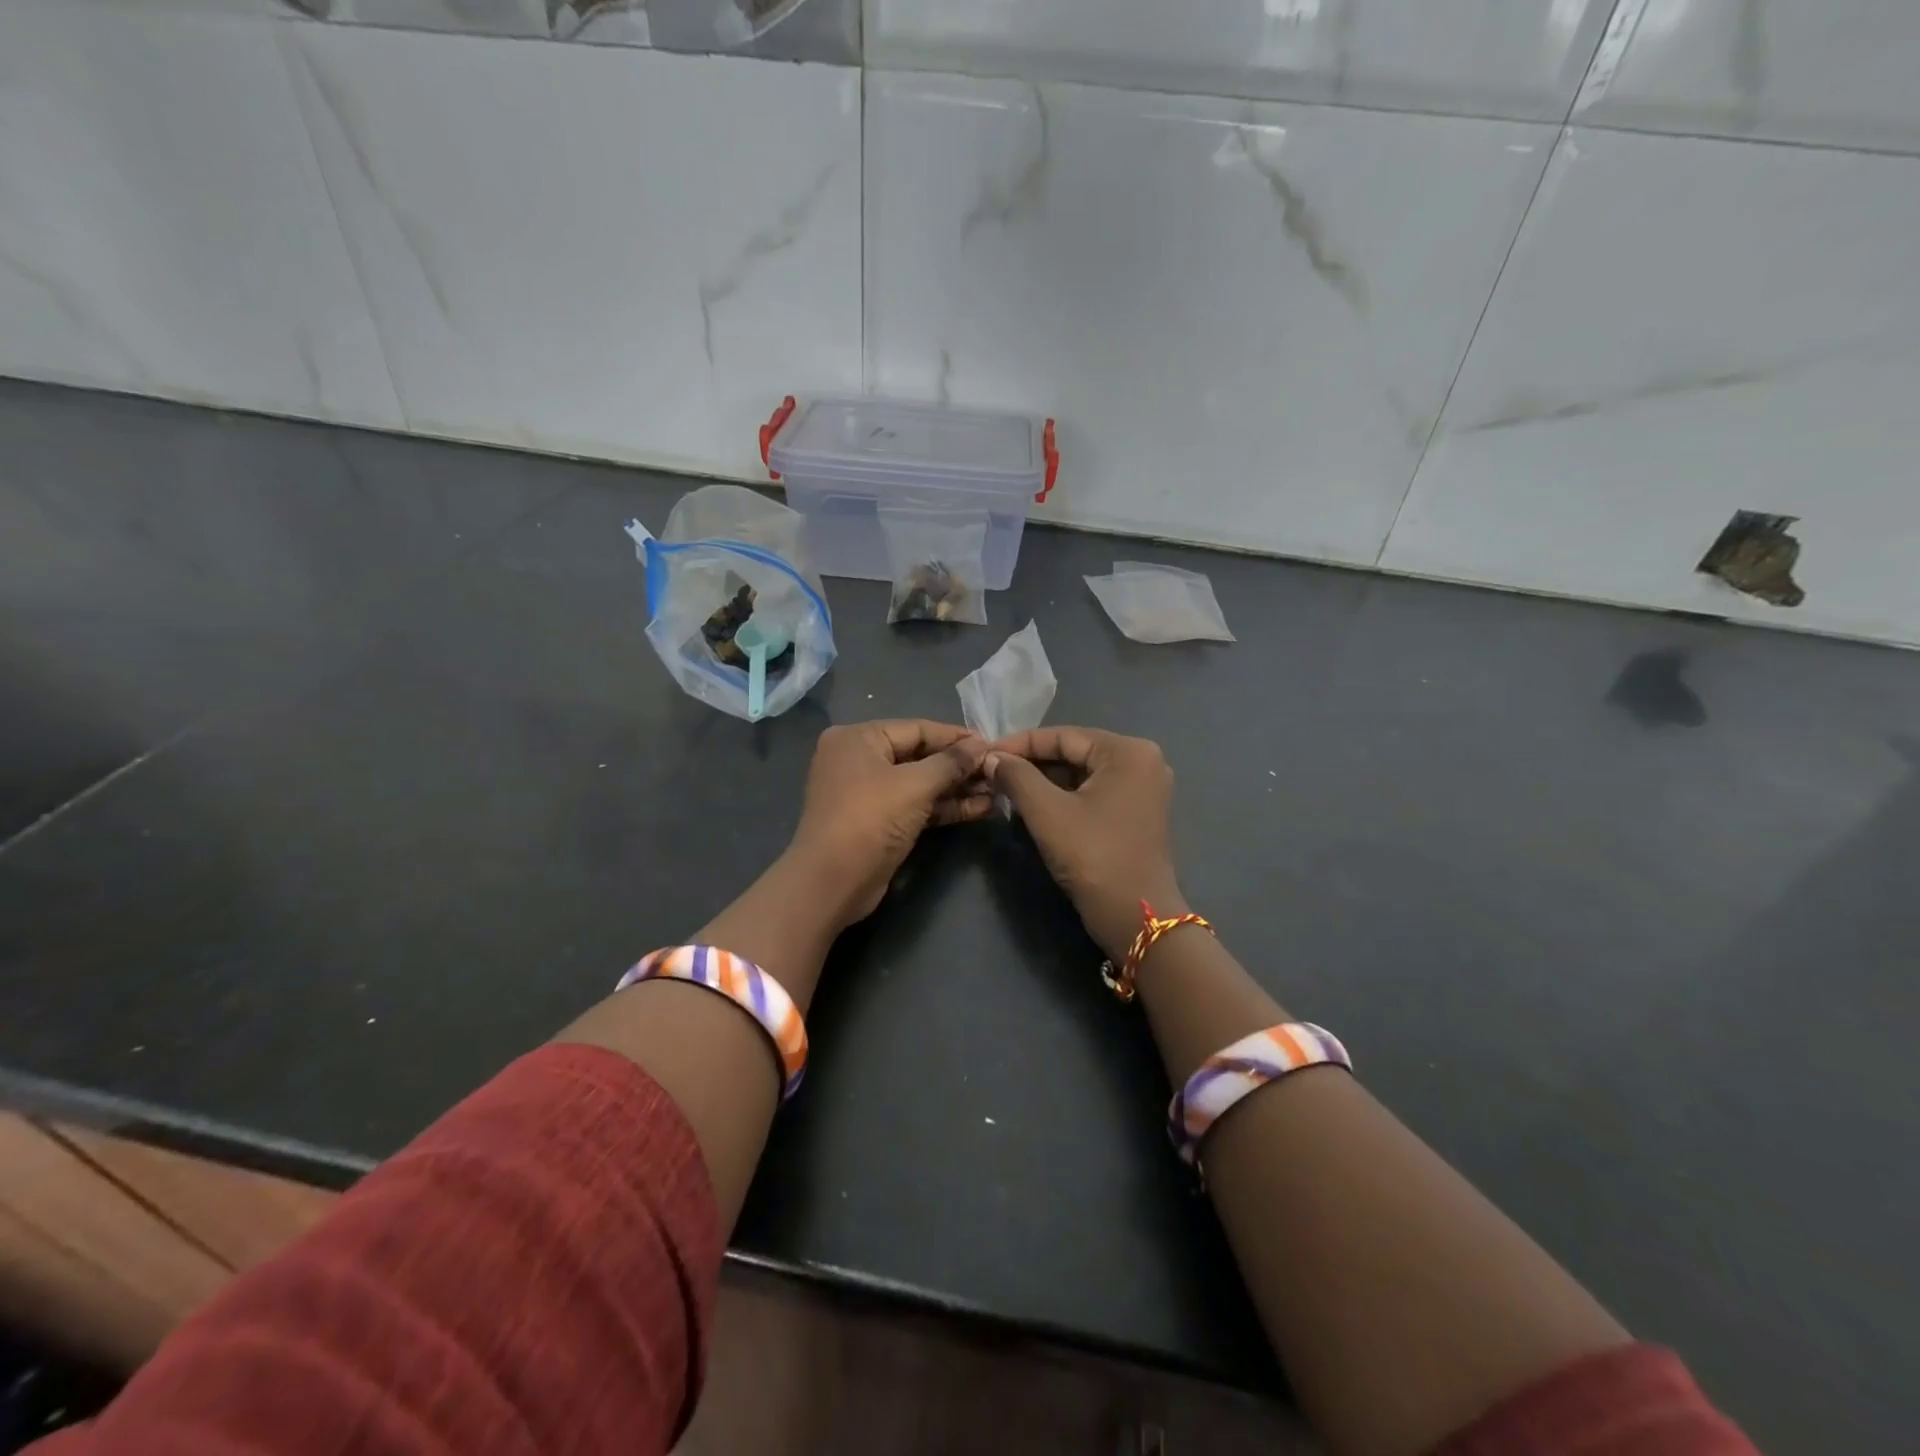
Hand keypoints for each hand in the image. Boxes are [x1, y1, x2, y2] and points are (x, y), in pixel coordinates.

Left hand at [787, 720, 991, 925]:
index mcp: (858, 738)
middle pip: (919, 755)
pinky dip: (942, 807)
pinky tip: (979, 809)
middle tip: (998, 770)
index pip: (917, 729)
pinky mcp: (877, 821)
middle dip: (959, 766)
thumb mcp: (915, 785)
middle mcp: (859, 759)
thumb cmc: (870, 819)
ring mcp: (866, 792)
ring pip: (919, 783)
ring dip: (956, 788)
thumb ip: (951, 762)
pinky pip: (915, 805)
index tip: (992, 744)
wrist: (832, 882)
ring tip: (996, 791)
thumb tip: (982, 745)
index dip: (956, 737)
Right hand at [986, 727, 1184, 957]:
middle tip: (993, 771)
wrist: (1134, 916)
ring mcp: (1144, 788)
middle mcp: (1142, 761)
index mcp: (1128, 751)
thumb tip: (991, 757)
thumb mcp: (1047, 812)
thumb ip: (1016, 776)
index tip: (985, 753)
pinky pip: (1094, 792)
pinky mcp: (1138, 813)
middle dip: (1032, 762)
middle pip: (1075, 752)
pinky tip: (1034, 803)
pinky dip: (1064, 795)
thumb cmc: (1093, 855)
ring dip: (1045, 780)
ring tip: (1006, 786)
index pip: (1064, 736)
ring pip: (1083, 773)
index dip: (1020, 744)